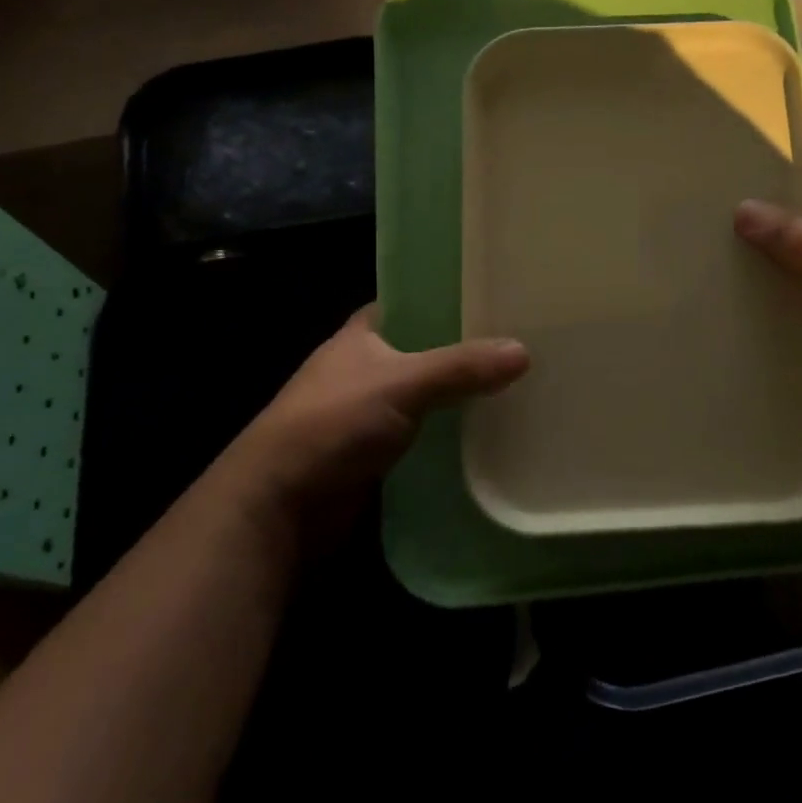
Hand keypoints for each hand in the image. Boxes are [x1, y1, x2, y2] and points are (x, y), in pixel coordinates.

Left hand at [229, 307, 527, 540]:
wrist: (278, 508)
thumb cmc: (331, 424)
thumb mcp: (401, 384)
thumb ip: (461, 367)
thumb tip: (523, 351)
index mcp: (361, 335)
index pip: (410, 301)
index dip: (447, 295)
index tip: (493, 294)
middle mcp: (364, 368)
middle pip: (425, 349)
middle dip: (465, 349)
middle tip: (520, 340)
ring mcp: (369, 412)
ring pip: (427, 394)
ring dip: (460, 394)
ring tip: (518, 383)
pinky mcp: (377, 453)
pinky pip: (425, 432)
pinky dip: (450, 431)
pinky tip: (490, 430)